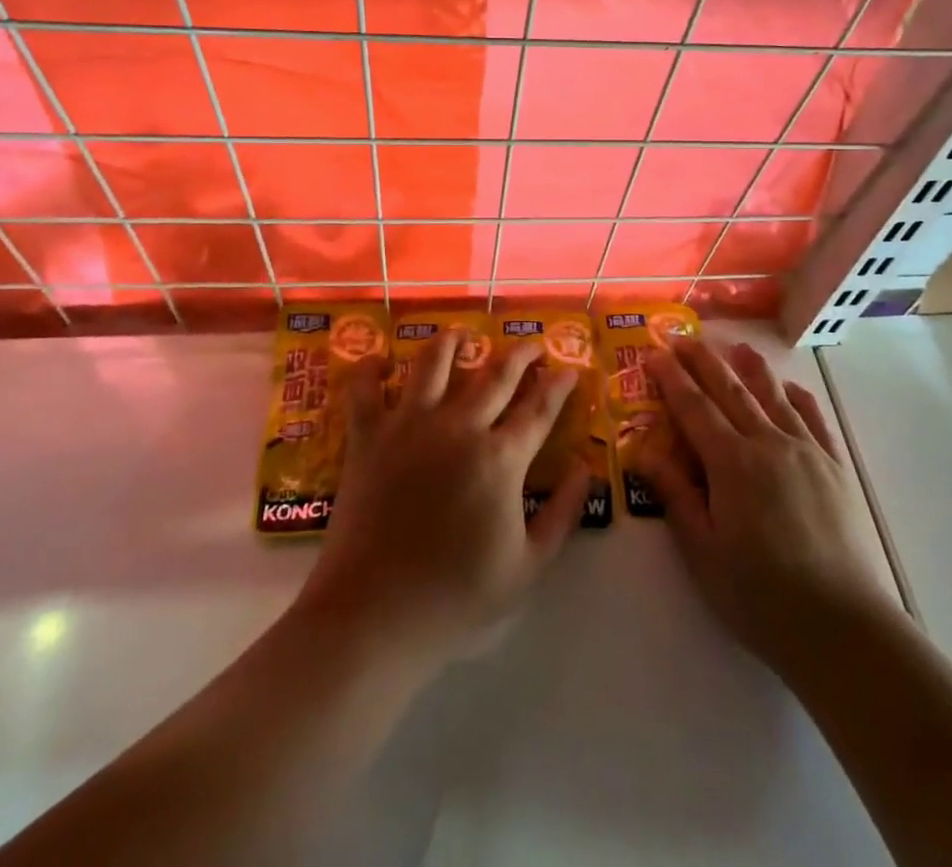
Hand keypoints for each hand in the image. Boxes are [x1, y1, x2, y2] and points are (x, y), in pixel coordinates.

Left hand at [292, 328, 592, 668]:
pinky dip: (371, 367)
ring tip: (462, 335)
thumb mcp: (527, 568)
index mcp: (500, 458)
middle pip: (496, 374)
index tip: (571, 369)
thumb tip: (586, 469)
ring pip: (434, 363)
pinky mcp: (368, 435)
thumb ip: (562, 514)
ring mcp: (409, 425)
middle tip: (532, 344)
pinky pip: (365, 387)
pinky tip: (381, 361)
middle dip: (521, 354)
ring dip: (452, 342)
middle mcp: (459, 426)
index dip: (560, 385)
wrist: (374, 615)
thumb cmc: (455, 598)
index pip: (539, 408)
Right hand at [642, 338, 895, 677]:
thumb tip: (643, 452)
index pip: (693, 407)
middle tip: (682, 336)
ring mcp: (806, 452)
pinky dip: (798, 397)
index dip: (671, 378)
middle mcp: (767, 443)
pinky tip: (789, 388)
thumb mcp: (703, 552)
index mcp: (731, 463)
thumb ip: (675, 496)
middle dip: (703, 360)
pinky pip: (814, 419)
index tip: (654, 352)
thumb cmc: (760, 596)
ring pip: (773, 396)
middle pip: (730, 390)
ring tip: (736, 345)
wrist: (842, 627)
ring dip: (750, 368)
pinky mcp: (836, 468)